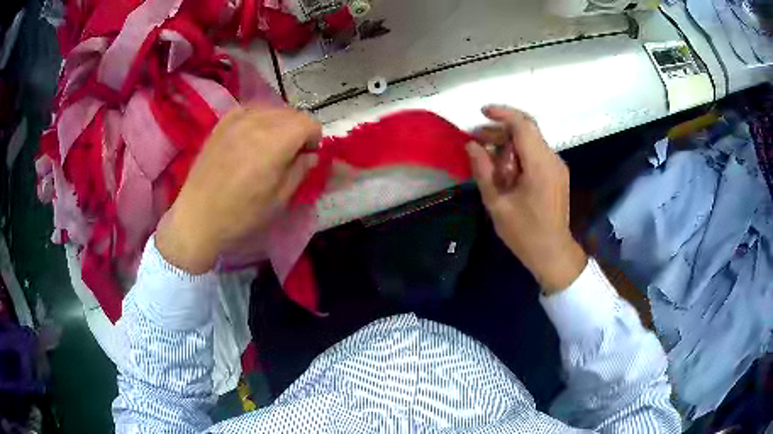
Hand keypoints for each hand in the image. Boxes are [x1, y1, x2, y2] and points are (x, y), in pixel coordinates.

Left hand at [156, 107, 321, 273]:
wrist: (198, 217)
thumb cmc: (241, 215)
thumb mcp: (279, 201)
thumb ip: (300, 171)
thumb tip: (311, 156)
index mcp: (275, 143)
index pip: (309, 123)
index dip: (314, 139)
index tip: (307, 156)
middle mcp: (258, 123)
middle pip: (291, 113)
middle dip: (298, 130)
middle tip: (291, 154)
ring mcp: (237, 120)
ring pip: (271, 109)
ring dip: (279, 124)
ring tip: (270, 146)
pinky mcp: (222, 124)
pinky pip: (250, 110)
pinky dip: (258, 119)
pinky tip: (251, 137)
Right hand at [467, 105, 586, 293]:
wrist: (553, 253)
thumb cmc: (525, 233)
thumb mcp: (497, 204)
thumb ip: (483, 171)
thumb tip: (471, 145)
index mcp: (539, 165)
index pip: (523, 125)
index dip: (502, 114)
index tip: (481, 112)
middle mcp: (552, 160)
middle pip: (526, 131)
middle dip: (500, 130)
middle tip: (476, 139)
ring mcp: (557, 167)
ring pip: (531, 142)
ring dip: (508, 143)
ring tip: (485, 155)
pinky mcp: (557, 175)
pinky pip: (535, 154)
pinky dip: (518, 154)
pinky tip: (503, 168)